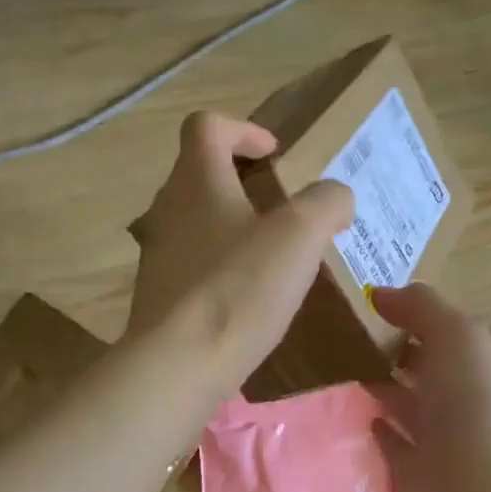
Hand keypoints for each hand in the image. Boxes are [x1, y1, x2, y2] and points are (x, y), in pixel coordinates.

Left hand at [127, 111, 352, 389]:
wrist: (180, 365)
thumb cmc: (239, 289)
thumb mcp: (301, 235)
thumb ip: (326, 203)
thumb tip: (335, 198)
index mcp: (196, 181)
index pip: (207, 126)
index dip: (243, 129)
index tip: (274, 155)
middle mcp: (166, 209)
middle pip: (196, 173)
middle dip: (238, 180)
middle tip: (277, 206)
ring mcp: (155, 254)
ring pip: (191, 220)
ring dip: (227, 224)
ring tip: (266, 253)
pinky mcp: (156, 294)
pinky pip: (188, 263)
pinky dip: (217, 265)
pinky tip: (244, 296)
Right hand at [369, 283, 490, 491]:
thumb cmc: (475, 414)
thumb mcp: (460, 339)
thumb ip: (424, 308)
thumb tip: (382, 292)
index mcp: (488, 373)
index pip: (452, 337)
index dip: (418, 318)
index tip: (374, 305)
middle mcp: (470, 408)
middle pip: (432, 371)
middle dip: (400, 351)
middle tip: (351, 332)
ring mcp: (444, 446)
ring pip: (412, 406)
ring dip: (387, 387)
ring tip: (346, 365)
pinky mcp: (418, 478)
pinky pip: (396, 445)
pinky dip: (382, 427)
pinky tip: (362, 413)